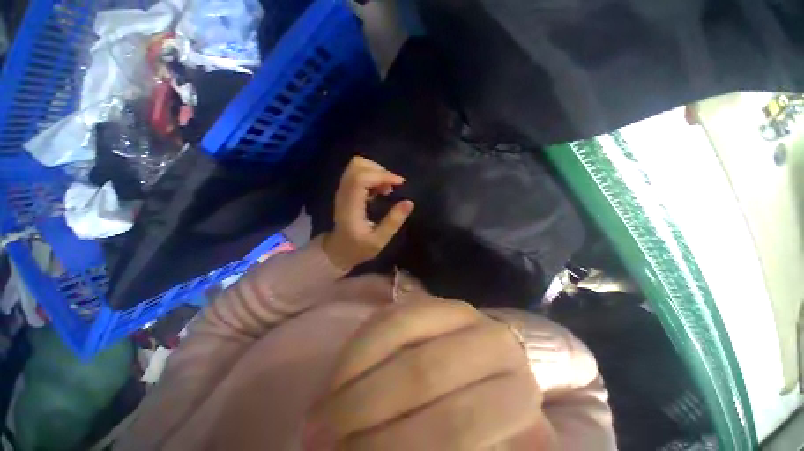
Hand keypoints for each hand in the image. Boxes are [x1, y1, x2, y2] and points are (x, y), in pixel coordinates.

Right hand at [303, 300, 545, 450]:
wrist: (488, 364)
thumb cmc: (486, 414)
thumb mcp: (485, 444)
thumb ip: (452, 443)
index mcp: (515, 390)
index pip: (456, 427)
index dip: (396, 449)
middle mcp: (490, 341)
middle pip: (422, 374)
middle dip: (366, 412)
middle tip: (321, 442)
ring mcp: (458, 310)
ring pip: (399, 333)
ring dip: (355, 379)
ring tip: (320, 416)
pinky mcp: (431, 298)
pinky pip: (388, 316)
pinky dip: (358, 348)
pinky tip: (337, 377)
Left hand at [323, 156, 413, 270]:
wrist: (337, 251)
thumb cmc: (357, 248)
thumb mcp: (378, 241)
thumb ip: (393, 222)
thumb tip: (409, 202)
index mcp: (350, 205)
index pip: (361, 178)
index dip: (382, 175)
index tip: (400, 184)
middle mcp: (344, 192)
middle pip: (357, 165)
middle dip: (380, 170)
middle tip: (393, 186)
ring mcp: (343, 190)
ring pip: (357, 166)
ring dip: (376, 172)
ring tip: (387, 188)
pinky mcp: (346, 190)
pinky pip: (358, 173)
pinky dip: (372, 176)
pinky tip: (380, 190)